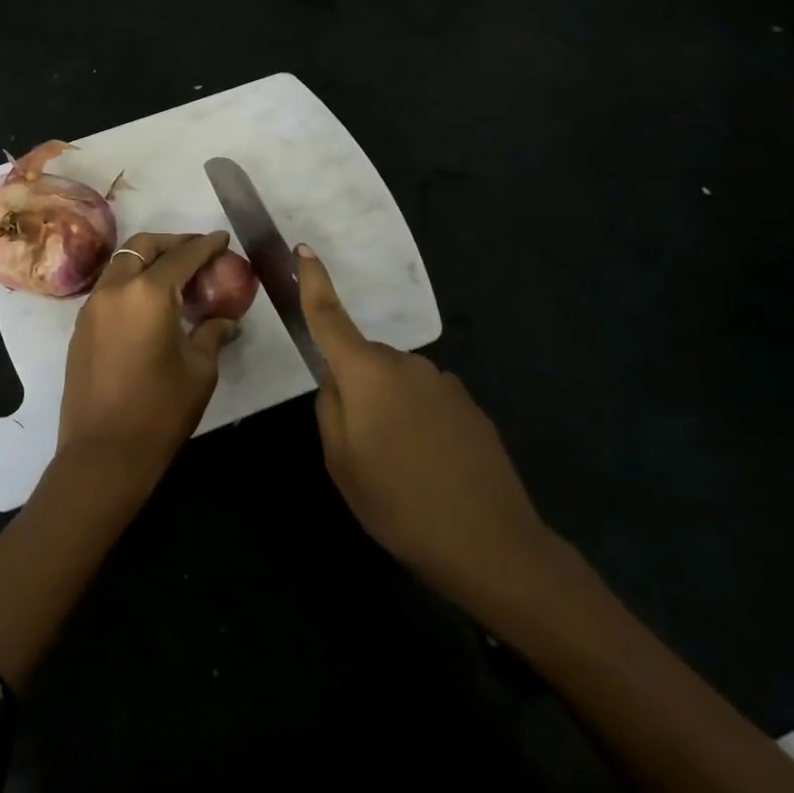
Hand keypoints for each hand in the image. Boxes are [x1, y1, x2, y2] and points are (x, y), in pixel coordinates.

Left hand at [56, 231, 240, 493]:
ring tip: (175, 277)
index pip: (182, 256)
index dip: (206, 245)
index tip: (222, 239)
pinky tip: (150, 305)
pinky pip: (109, 289)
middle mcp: (114, 289)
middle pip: (142, 247)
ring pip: (121, 265)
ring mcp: (91, 307)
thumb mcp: (199, 370)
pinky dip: (130, 283)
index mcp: (147, 293)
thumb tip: (226, 321)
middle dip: (172, 242)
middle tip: (197, 252)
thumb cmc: (160, 410)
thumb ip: (212, 334)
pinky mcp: (80, 328)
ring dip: (148, 261)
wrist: (103, 452)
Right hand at [296, 244, 554, 601]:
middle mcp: (406, 365)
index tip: (303, 249)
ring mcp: (444, 384)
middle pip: (364, 362)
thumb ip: (330, 408)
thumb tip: (337, 380)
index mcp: (367, 373)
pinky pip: (426, 402)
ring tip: (398, 467)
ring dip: (389, 410)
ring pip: (396, 384)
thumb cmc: (398, 500)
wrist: (491, 543)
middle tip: (360, 445)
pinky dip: (418, 424)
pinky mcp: (470, 407)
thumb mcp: (341, 460)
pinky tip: (430, 469)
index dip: (314, 282)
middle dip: (355, 389)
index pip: (331, 317)